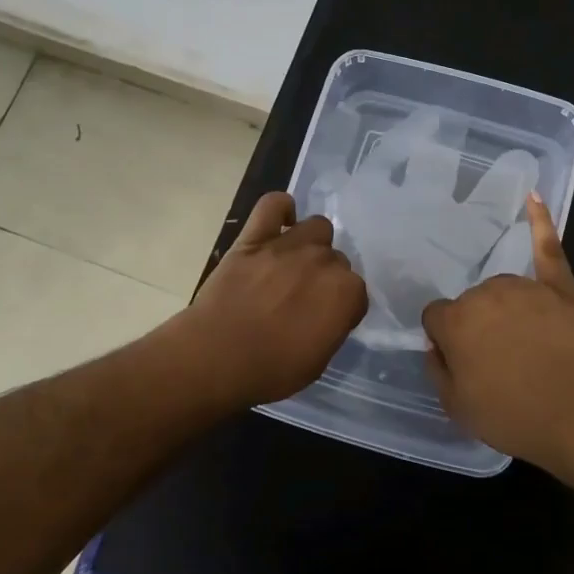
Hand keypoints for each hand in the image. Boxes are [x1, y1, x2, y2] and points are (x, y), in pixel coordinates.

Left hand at [175, 192, 366, 409]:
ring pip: (317, 227)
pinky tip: (280, 222)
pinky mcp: (254, 237)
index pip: (356, 292)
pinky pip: (273, 204)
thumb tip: (329, 314)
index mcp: (345, 293)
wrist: (217, 355)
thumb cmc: (271, 369)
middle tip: (304, 297)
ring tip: (295, 262)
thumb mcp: (318, 361)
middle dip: (326, 276)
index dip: (342, 307)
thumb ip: (331, 327)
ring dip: (312, 243)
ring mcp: (288, 245)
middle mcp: (323, 262)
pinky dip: (281, 209)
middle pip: (337, 259)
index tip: (327, 321)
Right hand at [420, 194, 573, 476]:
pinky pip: (547, 248)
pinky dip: (540, 222)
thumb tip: (436, 344)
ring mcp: (526, 286)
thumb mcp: (456, 406)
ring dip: (505, 309)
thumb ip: (437, 368)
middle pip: (472, 304)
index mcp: (456, 320)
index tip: (462, 362)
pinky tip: (533, 197)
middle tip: (498, 362)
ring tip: (526, 345)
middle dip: (478, 327)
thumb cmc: (513, 416)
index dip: (447, 341)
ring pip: (503, 290)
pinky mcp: (561, 287)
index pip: (436, 317)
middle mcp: (486, 293)